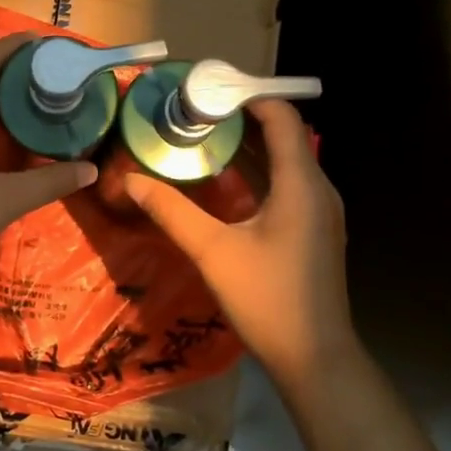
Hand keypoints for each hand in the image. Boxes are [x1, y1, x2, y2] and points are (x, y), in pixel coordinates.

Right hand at [124, 99, 360, 389]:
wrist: (315, 358)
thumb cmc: (268, 299)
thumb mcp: (213, 252)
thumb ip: (172, 211)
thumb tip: (131, 180)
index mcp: (301, 184)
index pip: (282, 118)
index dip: (249, 97)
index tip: (208, 92)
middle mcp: (318, 190)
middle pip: (283, 137)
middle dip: (240, 121)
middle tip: (194, 115)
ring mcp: (320, 212)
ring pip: (285, 163)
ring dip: (248, 148)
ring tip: (202, 140)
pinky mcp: (314, 231)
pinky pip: (286, 186)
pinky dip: (257, 174)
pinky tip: (224, 184)